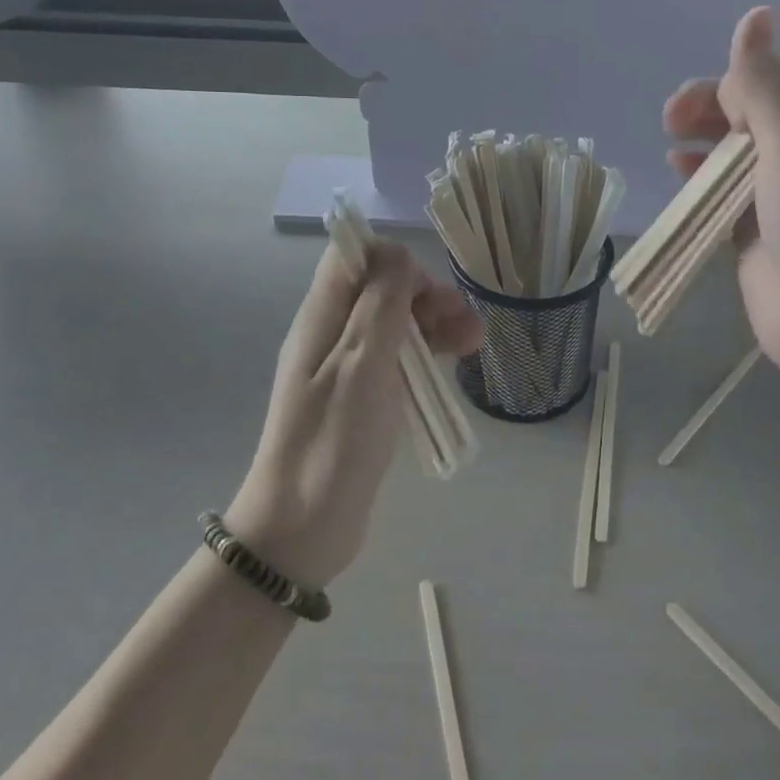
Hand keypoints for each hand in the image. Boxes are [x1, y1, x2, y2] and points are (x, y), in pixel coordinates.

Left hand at [227, 240, 481, 588]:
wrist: (304, 526)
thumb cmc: (334, 438)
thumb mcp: (362, 360)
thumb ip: (381, 301)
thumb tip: (398, 253)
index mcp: (322, 316)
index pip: (353, 257)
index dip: (394, 261)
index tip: (427, 291)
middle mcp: (331, 334)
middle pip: (381, 290)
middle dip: (426, 296)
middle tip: (465, 322)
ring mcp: (346, 368)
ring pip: (395, 325)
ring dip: (435, 325)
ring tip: (475, 342)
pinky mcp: (362, 399)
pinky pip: (397, 360)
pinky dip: (427, 356)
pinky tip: (455, 365)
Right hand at [663, 7, 779, 387]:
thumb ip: (766, 87)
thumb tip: (755, 15)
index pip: (774, 81)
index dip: (734, 80)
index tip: (701, 102)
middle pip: (747, 113)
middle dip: (708, 108)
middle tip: (673, 119)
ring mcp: (773, 195)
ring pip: (728, 151)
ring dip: (700, 139)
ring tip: (672, 141)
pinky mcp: (749, 229)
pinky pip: (718, 191)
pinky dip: (697, 178)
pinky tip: (677, 171)